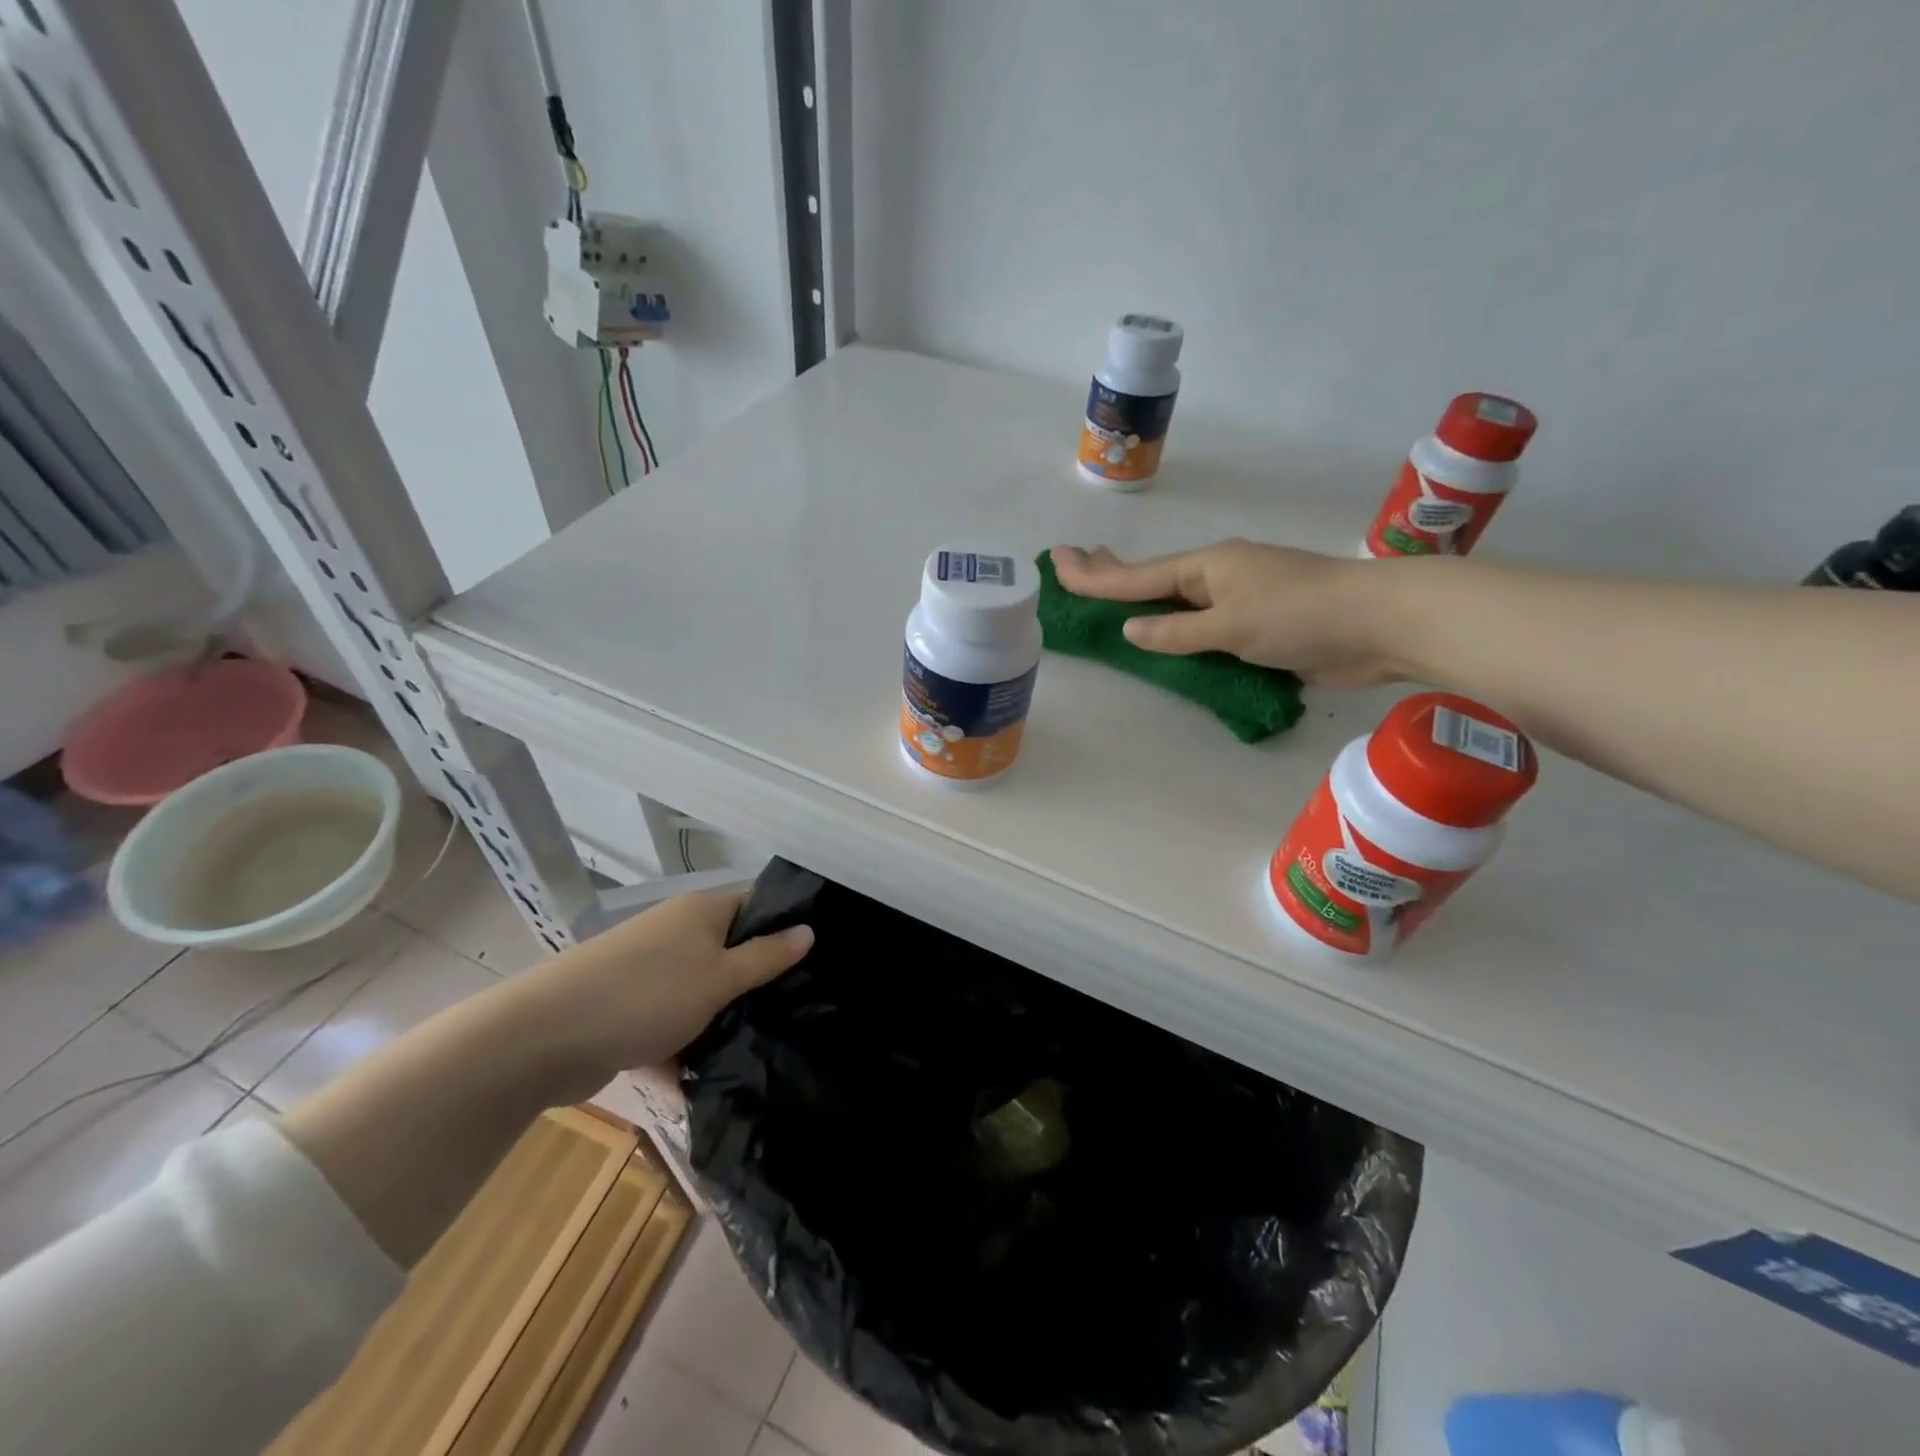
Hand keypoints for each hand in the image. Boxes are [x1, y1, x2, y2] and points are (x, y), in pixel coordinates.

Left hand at [513, 891, 812, 1101]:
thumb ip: (767, 957)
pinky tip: (706, 1084)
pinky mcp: (626, 1010)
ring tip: (760, 1051)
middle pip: (729, 952)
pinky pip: (669, 1025)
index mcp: (700, 912)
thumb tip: (809, 930)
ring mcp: (647, 972)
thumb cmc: (647, 995)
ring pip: (700, 994)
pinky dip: (684, 1051)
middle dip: (756, 985)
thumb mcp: (719, 978)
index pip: (756, 907)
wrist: (542, 1038)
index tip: (816, 964)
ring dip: (720, 1022)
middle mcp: (675, 934)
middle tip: (795, 1013)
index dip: (785, 929)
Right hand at [1049, 540, 1404, 686]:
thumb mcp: (1230, 625)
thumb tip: (1130, 629)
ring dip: (1142, 599)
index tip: (1057, 561)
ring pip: (1177, 601)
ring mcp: (1240, 598)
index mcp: (1208, 566)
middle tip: (1073, 562)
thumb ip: (1177, 632)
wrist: (1379, 624)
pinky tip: (1165, 632)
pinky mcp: (1259, 624)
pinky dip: (1176, 627)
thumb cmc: (1299, 615)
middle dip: (1111, 573)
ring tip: (1109, 595)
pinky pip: (1202, 626)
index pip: (1137, 575)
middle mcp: (1218, 576)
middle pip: (1152, 577)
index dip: (1094, 574)